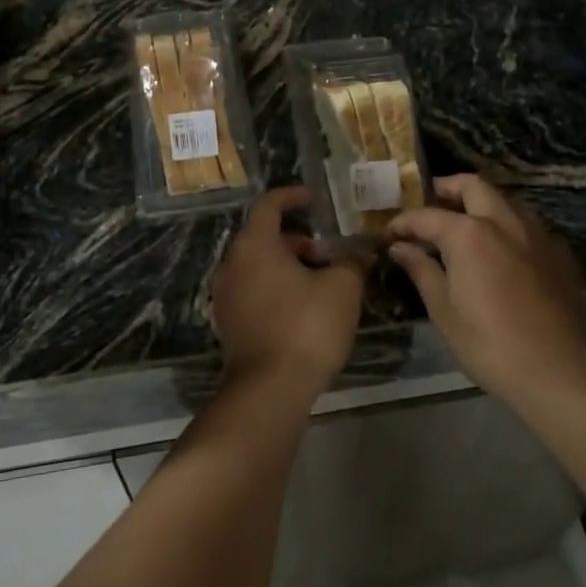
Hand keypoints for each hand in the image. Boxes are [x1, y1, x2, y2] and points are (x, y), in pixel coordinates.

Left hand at [211, 185, 369, 396]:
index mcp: (255, 245)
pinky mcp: (228, 323)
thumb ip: (351, 262)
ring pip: (258, 266)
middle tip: (328, 256)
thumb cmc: (306, 327)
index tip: (313, 199)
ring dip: (288, 267)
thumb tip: (360, 253)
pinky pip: (253, 291)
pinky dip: (275, 288)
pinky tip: (302, 309)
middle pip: (264, 237)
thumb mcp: (342, 288)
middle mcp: (232, 264)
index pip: (269, 205)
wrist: (270, 389)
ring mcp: (225, 296)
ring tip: (320, 285)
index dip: (292, 197)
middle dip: (298, 241)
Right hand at [387, 175, 585, 404]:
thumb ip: (422, 271)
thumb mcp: (444, 310)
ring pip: (506, 201)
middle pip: (474, 186)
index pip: (427, 216)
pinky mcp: (560, 254)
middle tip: (433, 199)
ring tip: (466, 224)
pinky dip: (508, 227)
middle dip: (449, 187)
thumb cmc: (489, 343)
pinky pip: (528, 226)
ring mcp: (537, 235)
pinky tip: (502, 251)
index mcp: (469, 233)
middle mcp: (504, 222)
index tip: (390, 234)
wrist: (559, 370)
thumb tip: (400, 248)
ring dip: (483, 203)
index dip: (404, 223)